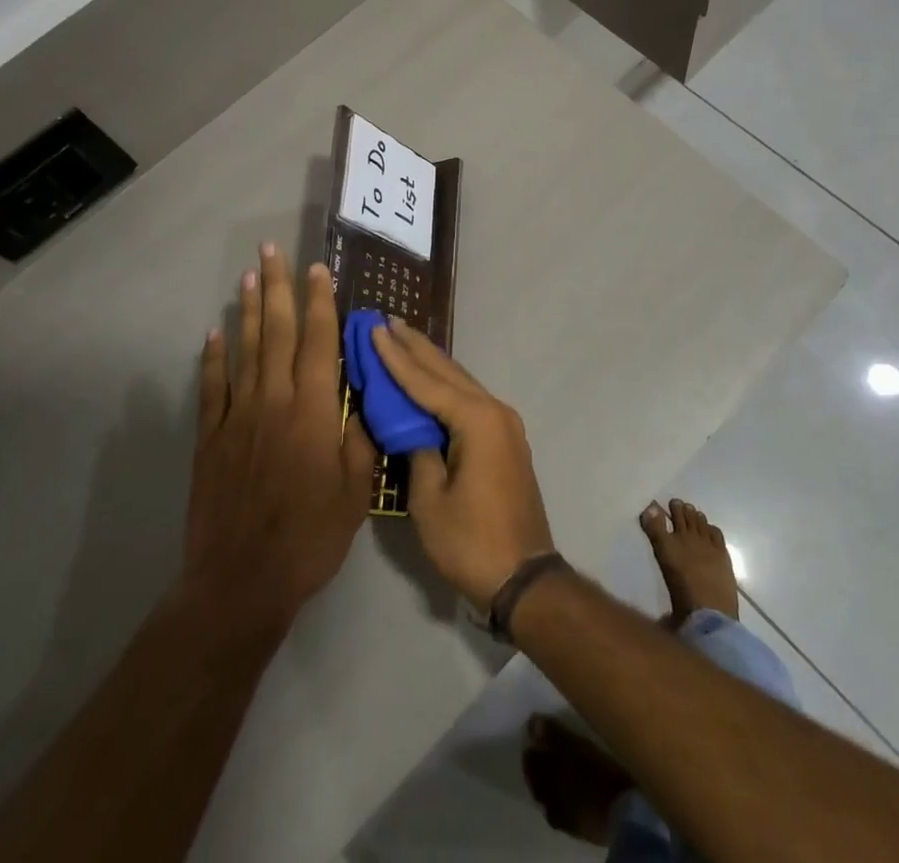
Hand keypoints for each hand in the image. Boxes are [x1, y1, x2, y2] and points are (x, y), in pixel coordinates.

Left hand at [181, 244, 376, 633]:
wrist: (241, 581)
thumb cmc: (309, 538)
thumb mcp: (356, 493)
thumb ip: (360, 439)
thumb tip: (361, 398)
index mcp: (314, 411)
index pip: (318, 342)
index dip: (320, 302)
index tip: (318, 269)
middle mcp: (274, 401)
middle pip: (276, 332)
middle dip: (276, 288)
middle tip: (271, 251)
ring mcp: (237, 417)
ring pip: (243, 350)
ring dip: (246, 311)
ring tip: (247, 276)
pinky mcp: (210, 439)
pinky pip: (212, 388)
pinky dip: (212, 358)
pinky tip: (213, 333)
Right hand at [368, 319, 555, 610]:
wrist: (524, 578)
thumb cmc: (471, 541)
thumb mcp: (430, 500)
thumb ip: (418, 452)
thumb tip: (410, 427)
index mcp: (477, 420)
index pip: (426, 381)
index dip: (396, 357)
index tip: (374, 329)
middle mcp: (494, 411)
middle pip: (447, 371)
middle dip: (415, 346)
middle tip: (387, 321)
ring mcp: (504, 425)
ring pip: (460, 382)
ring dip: (431, 362)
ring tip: (403, 338)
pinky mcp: (505, 440)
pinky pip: (469, 400)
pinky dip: (445, 385)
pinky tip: (430, 379)